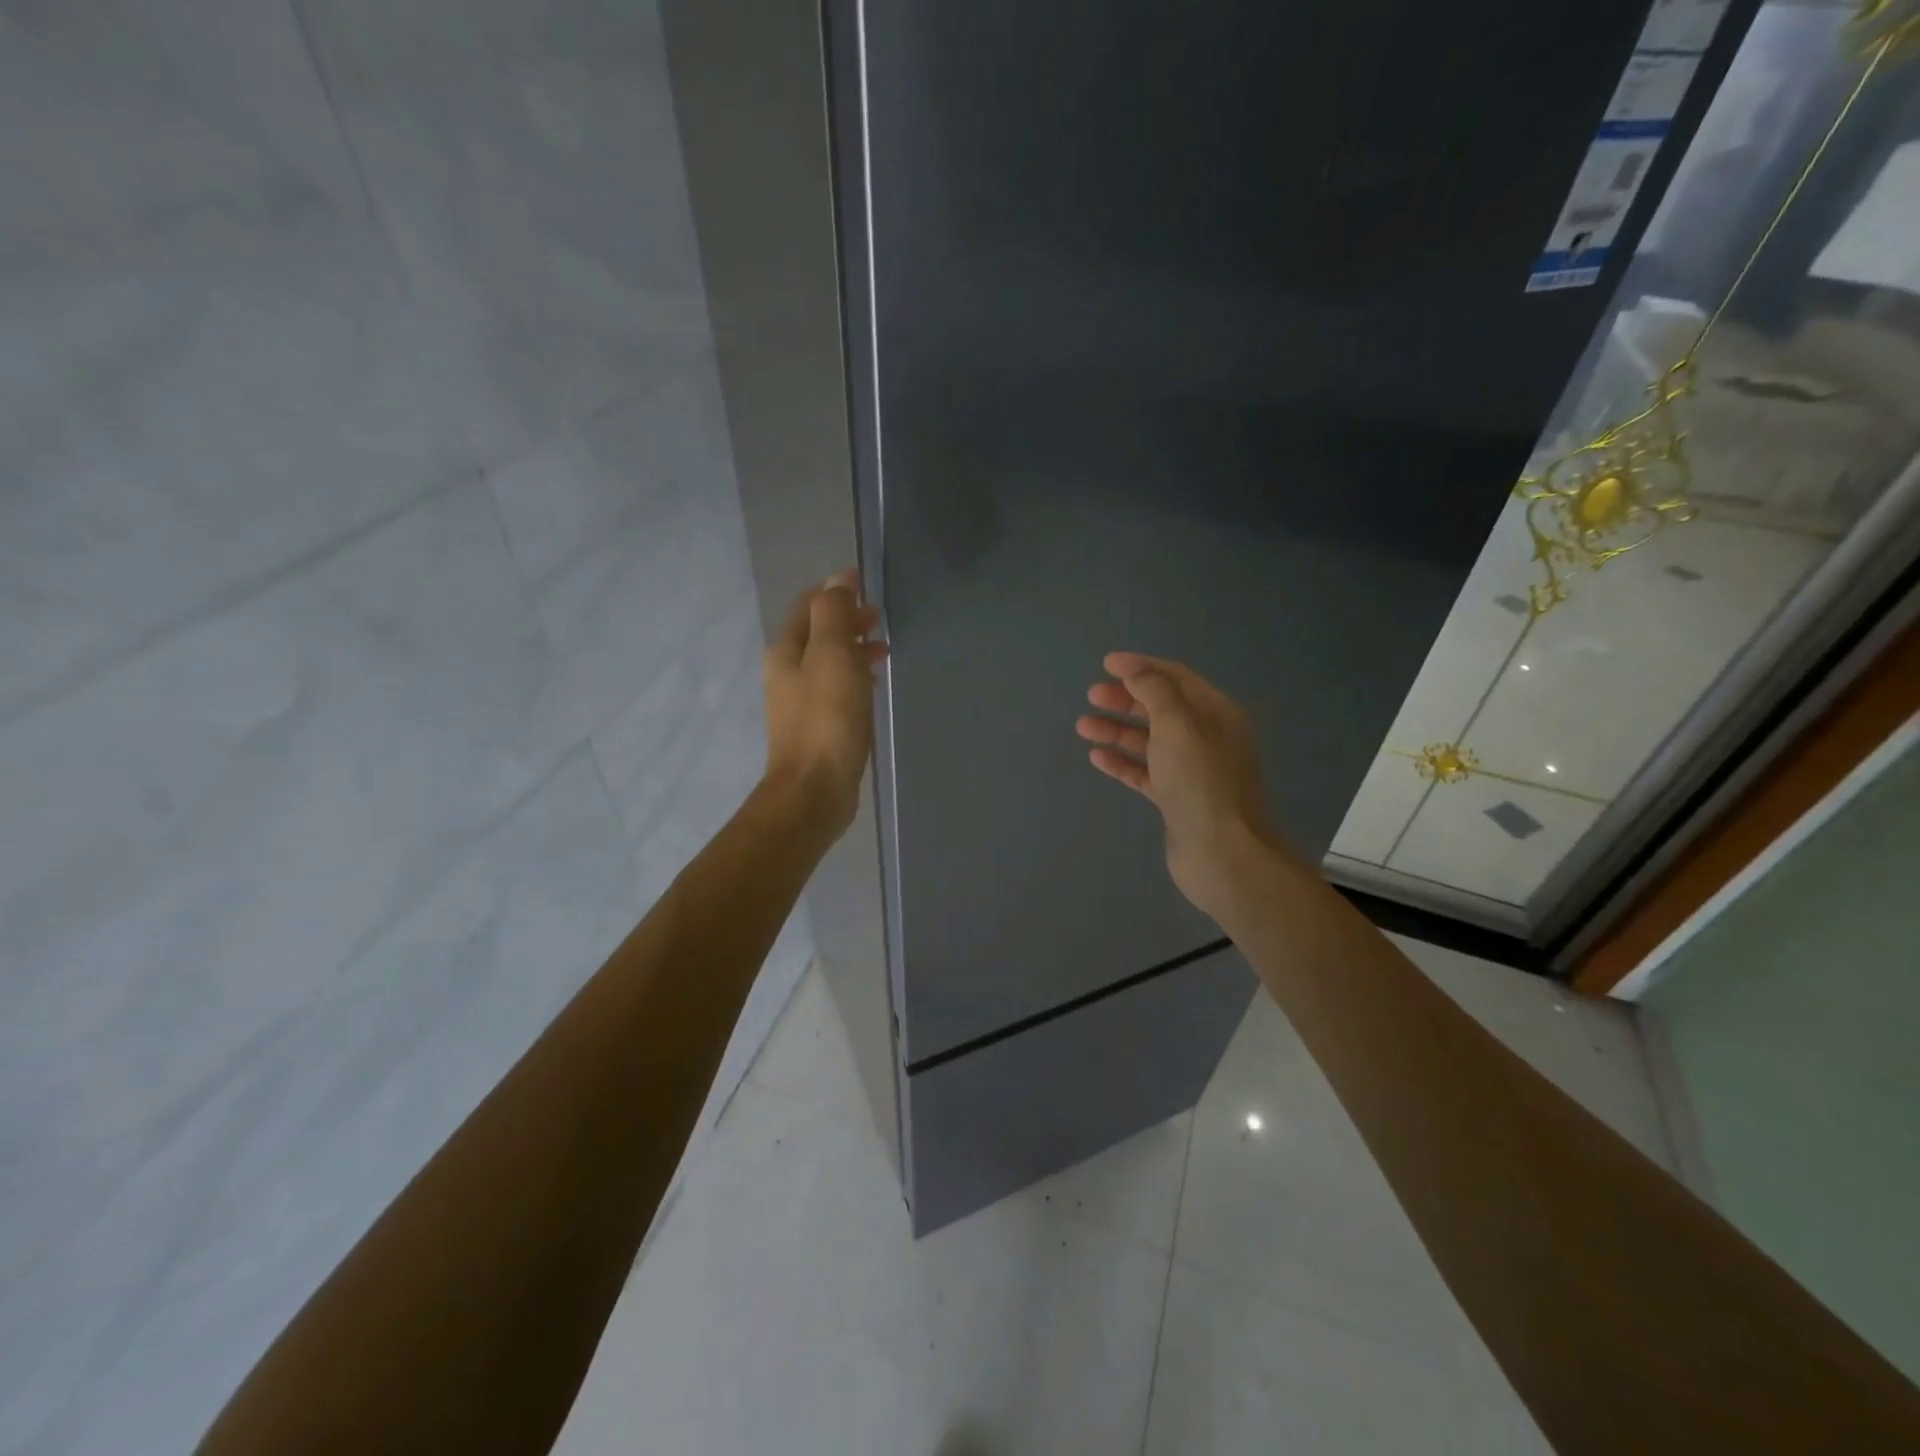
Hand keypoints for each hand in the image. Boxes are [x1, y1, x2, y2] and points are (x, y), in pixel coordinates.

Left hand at [763, 569, 887, 836]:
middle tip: (880, 617)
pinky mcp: (816, 726)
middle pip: (818, 632)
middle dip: (848, 619)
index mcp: (786, 650)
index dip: (837, 591)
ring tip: (884, 648)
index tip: (868, 586)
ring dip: (853, 647)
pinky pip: (835, 687)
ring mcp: (800, 701)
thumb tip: (838, 580)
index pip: (809, 605)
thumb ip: (834, 614)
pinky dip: (854, 675)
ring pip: (828, 661)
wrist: (814, 790)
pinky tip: (872, 684)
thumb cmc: (826, 719)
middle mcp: (787, 672)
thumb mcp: (832, 655)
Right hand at [1077, 652, 1283, 918]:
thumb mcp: (1178, 726)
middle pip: (1161, 708)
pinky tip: (1097, 757)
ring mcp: (1192, 771)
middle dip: (1126, 699)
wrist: (1222, 854)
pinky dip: (1122, 762)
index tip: (1106, 664)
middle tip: (1092, 695)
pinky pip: (1145, 772)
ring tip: (1083, 726)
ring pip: (1149, 741)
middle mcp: (1207, 738)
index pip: (1176, 679)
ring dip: (1117, 731)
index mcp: (1217, 714)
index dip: (1141, 668)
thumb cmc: (1201, 782)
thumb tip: (1135, 669)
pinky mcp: (1176, 799)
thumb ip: (1155, 692)